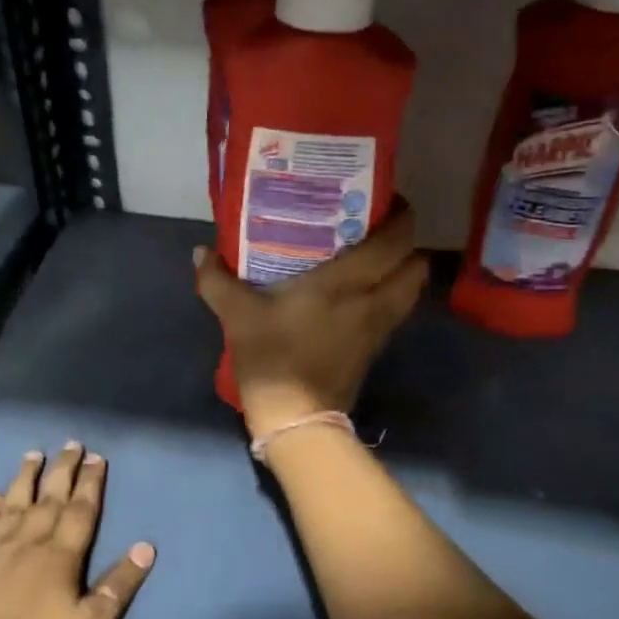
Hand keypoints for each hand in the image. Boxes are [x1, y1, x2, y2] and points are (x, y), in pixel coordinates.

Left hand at [0, 444, 154, 618]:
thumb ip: (118, 586)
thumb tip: (145, 546)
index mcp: (60, 557)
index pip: (81, 510)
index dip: (91, 482)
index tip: (97, 456)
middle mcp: (26, 544)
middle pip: (48, 498)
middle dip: (62, 470)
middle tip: (70, 444)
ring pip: (12, 504)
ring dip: (25, 478)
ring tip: (33, 454)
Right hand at [195, 200, 428, 437]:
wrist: (296, 419)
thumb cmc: (272, 358)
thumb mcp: (237, 315)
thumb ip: (217, 280)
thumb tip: (201, 252)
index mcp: (347, 282)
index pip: (395, 241)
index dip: (401, 216)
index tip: (386, 199)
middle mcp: (375, 299)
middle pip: (417, 263)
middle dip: (407, 242)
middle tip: (378, 228)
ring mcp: (380, 326)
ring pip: (413, 288)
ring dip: (404, 269)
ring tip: (375, 256)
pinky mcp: (377, 348)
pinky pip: (398, 309)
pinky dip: (392, 293)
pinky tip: (363, 291)